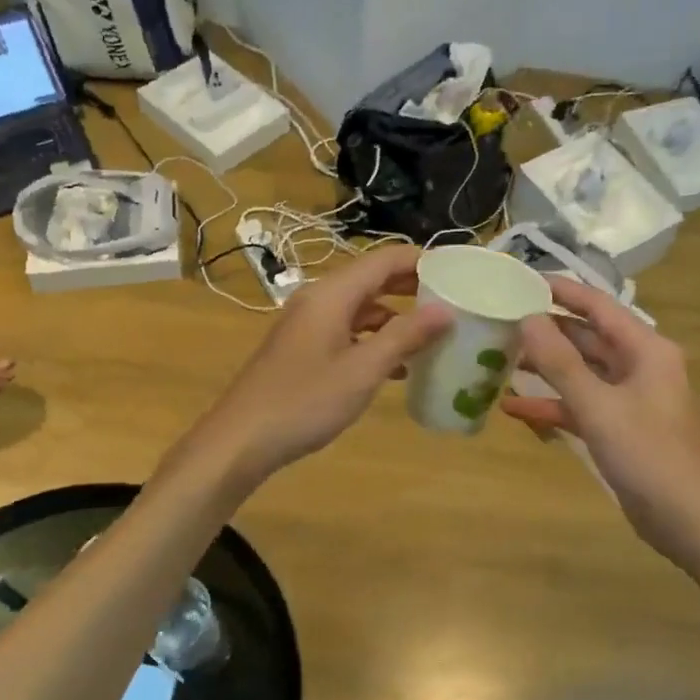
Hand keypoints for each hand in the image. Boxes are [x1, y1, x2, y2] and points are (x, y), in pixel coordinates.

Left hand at [197, 244, 450, 481]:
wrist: (242, 439)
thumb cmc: (306, 401)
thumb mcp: (363, 370)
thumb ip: (405, 336)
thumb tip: (445, 310)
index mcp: (332, 294)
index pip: (383, 260)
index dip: (421, 261)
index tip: (456, 273)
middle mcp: (319, 299)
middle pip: (371, 279)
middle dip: (411, 287)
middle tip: (452, 299)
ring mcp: (308, 323)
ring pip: (360, 306)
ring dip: (394, 315)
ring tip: (432, 332)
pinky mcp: (303, 347)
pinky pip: (347, 329)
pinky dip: (374, 338)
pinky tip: (397, 365)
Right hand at [501, 278, 699, 554]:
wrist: (693, 524)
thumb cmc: (650, 456)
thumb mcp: (599, 407)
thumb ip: (561, 364)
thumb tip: (528, 319)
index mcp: (646, 350)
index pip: (599, 307)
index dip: (562, 292)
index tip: (522, 280)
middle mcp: (641, 367)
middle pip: (588, 339)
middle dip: (547, 332)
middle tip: (502, 322)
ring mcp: (632, 400)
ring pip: (583, 373)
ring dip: (546, 370)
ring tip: (500, 360)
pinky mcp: (623, 430)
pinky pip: (583, 406)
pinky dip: (554, 406)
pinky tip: (513, 408)